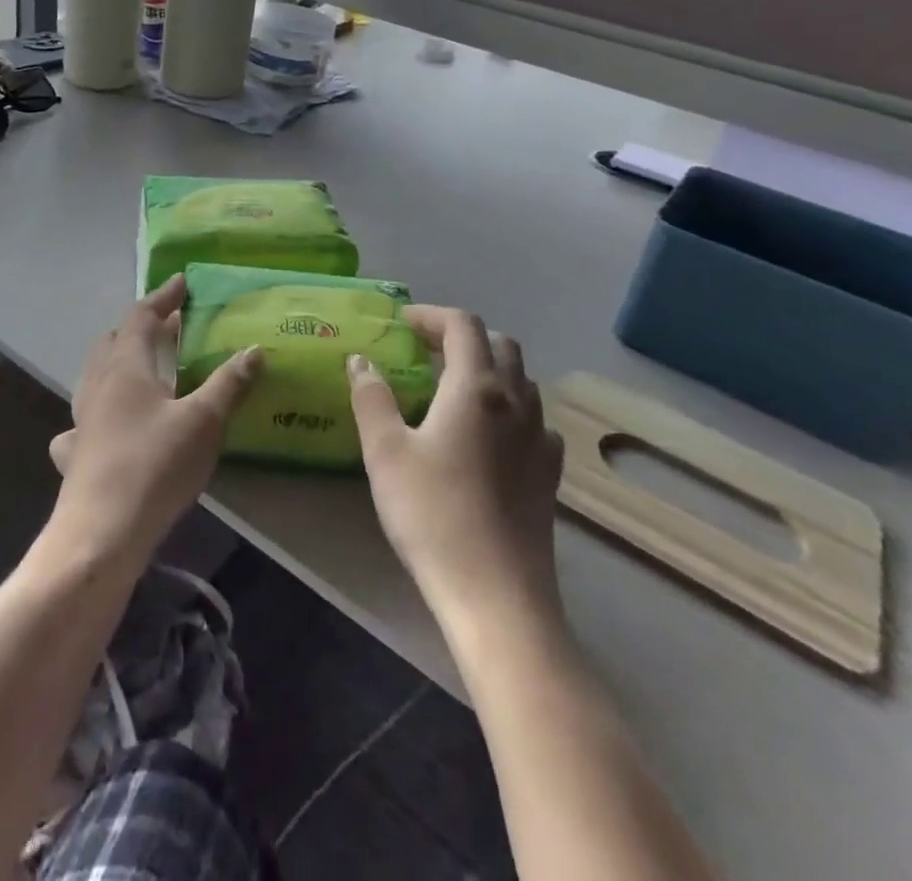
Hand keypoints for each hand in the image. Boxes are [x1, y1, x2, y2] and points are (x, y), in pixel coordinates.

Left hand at [47, 275, 262, 566]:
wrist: (101, 532)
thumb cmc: (154, 465)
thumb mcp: (203, 422)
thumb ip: (229, 383)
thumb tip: (254, 349)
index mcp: (125, 367)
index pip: (141, 316)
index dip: (163, 298)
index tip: (181, 283)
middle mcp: (98, 385)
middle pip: (113, 341)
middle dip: (140, 327)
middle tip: (168, 327)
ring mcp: (81, 420)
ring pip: (95, 376)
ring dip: (118, 362)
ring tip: (143, 368)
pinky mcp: (75, 454)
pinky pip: (83, 421)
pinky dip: (99, 412)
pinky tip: (107, 427)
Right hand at [349, 307, 564, 627]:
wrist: (496, 596)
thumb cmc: (433, 515)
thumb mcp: (385, 451)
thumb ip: (371, 397)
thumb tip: (362, 360)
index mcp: (476, 388)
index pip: (462, 325)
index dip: (431, 315)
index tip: (401, 323)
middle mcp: (516, 402)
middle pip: (499, 345)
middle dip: (461, 337)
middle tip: (424, 351)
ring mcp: (540, 439)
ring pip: (521, 380)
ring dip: (488, 368)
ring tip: (451, 388)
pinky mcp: (549, 474)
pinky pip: (533, 419)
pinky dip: (509, 408)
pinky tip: (488, 435)